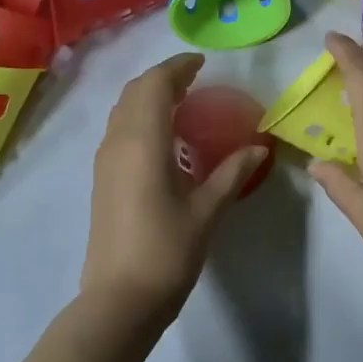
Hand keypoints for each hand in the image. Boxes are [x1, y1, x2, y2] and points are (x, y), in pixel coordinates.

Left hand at [80, 54, 267, 322]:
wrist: (119, 298)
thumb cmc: (167, 251)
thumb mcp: (207, 210)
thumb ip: (232, 172)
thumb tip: (260, 147)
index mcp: (142, 142)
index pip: (155, 85)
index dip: (177, 68)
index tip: (202, 63)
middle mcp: (118, 142)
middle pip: (134, 92)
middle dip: (162, 78)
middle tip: (194, 79)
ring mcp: (105, 161)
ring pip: (122, 110)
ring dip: (148, 96)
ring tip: (180, 101)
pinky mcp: (102, 179)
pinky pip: (119, 129)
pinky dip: (140, 116)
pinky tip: (162, 136)